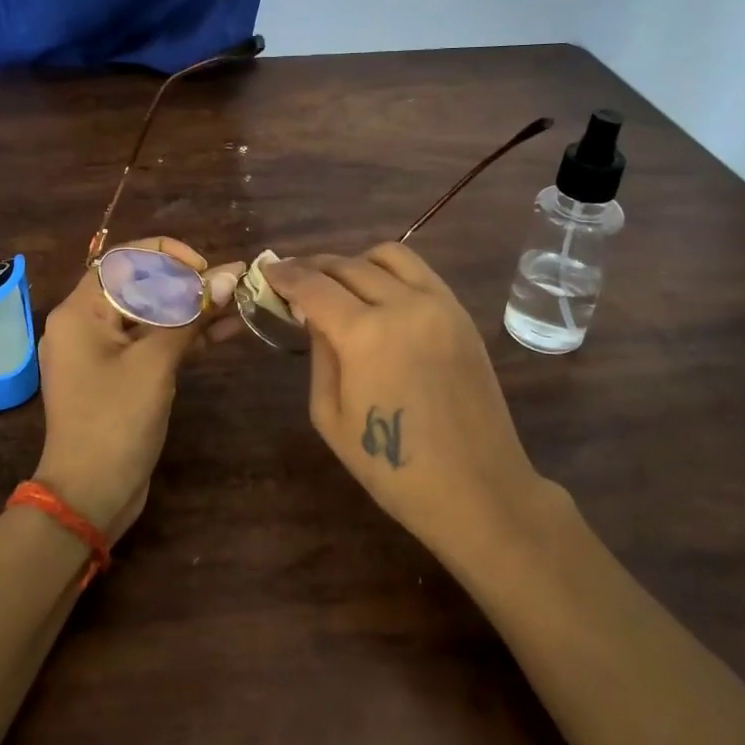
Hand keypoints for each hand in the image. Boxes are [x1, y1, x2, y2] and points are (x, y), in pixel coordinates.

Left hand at [34, 237, 243, 539]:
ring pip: (151, 315)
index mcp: (81, 310)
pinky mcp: (119, 374)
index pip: (125, 259)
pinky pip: (152, 342)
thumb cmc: (115, 421)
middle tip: (230, 288)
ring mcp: (102, 351)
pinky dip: (184, 336)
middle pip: (140, 285)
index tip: (205, 268)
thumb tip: (231, 275)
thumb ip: (192, 315)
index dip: (169, 255)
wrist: (89, 496)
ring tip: (239, 303)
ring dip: (192, 309)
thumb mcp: (156, 363)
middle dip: (187, 283)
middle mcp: (86, 322)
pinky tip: (225, 330)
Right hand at [265, 245, 554, 555]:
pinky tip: (378, 292)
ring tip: (338, 282)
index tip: (268, 270)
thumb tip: (314, 315)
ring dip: (355, 260)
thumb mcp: (331, 416)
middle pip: (347, 265)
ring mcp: (438, 304)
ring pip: (388, 255)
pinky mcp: (461, 313)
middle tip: (294, 277)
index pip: (313, 285)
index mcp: (364, 334)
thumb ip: (320, 354)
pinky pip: (420, 271)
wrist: (477, 489)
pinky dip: (390, 271)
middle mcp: (403, 305)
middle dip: (313, 266)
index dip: (285, 274)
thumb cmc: (393, 468)